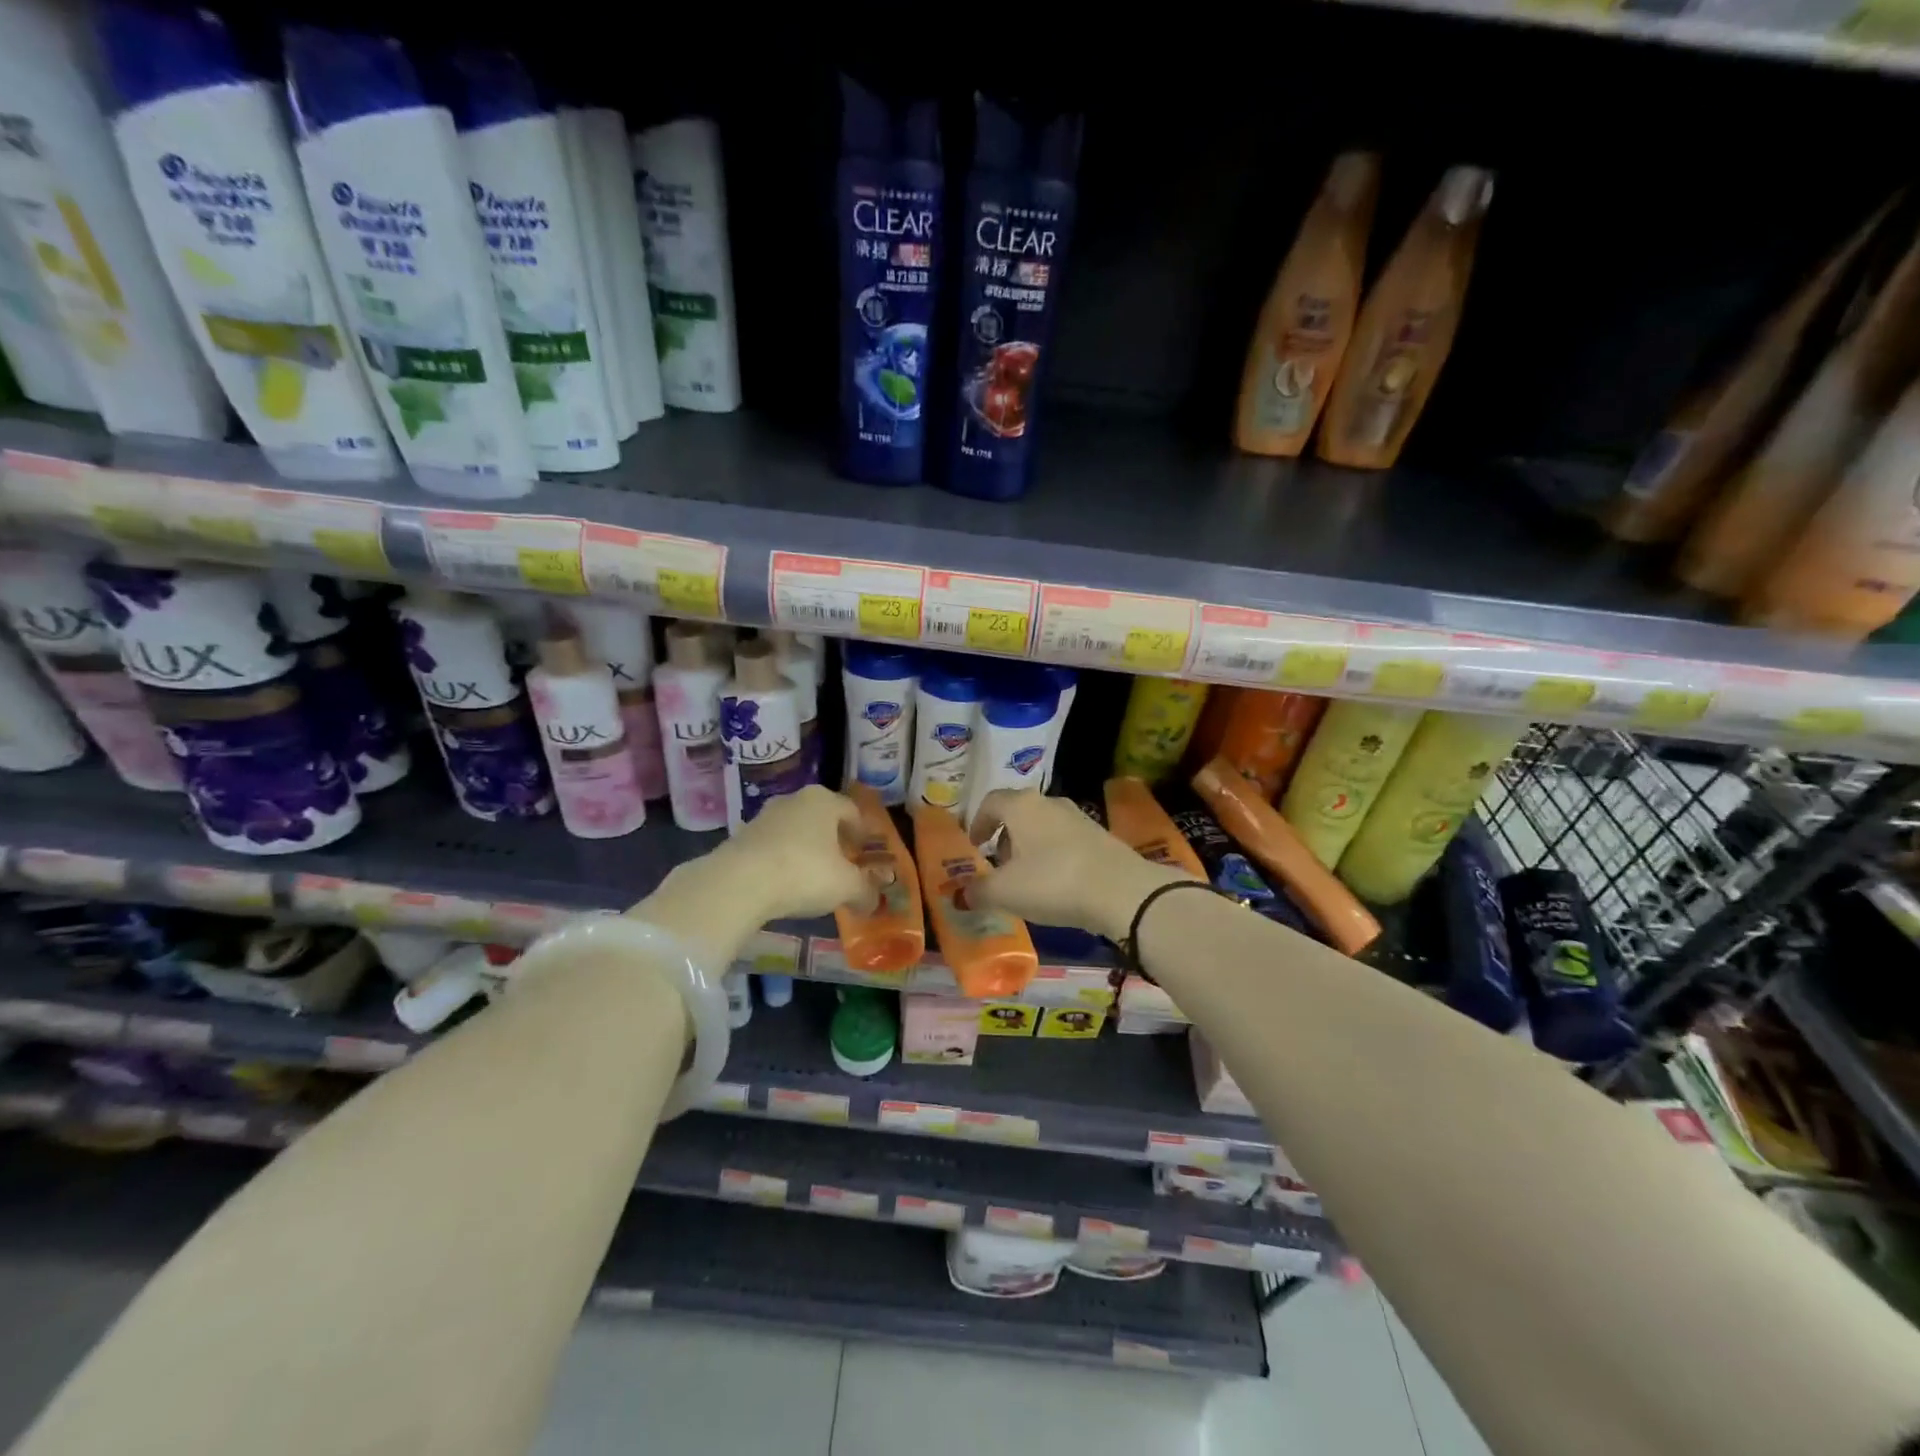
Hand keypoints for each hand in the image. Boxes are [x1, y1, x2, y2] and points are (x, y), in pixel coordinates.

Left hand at [630, 788, 873, 967]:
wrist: (739, 883)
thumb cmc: (804, 872)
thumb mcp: (846, 887)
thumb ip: (865, 891)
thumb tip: (873, 901)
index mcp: (824, 801)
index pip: (852, 811)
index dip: (862, 833)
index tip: (865, 853)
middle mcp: (794, 800)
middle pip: (822, 818)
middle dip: (833, 840)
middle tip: (842, 865)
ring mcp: (763, 816)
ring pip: (795, 831)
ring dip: (806, 850)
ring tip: (812, 878)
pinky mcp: (741, 837)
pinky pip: (772, 847)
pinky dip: (782, 861)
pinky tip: (784, 884)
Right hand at [968, 789, 1185, 941]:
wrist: (1121, 891)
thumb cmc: (1053, 882)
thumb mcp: (1006, 892)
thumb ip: (978, 892)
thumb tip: (961, 894)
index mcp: (1021, 806)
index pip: (991, 802)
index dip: (978, 822)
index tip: (974, 846)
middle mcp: (1050, 802)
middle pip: (1018, 812)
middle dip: (1005, 837)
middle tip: (998, 866)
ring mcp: (1079, 817)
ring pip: (1043, 826)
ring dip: (1030, 847)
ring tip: (1027, 879)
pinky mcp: (1100, 836)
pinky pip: (1065, 840)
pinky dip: (1053, 855)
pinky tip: (1056, 883)